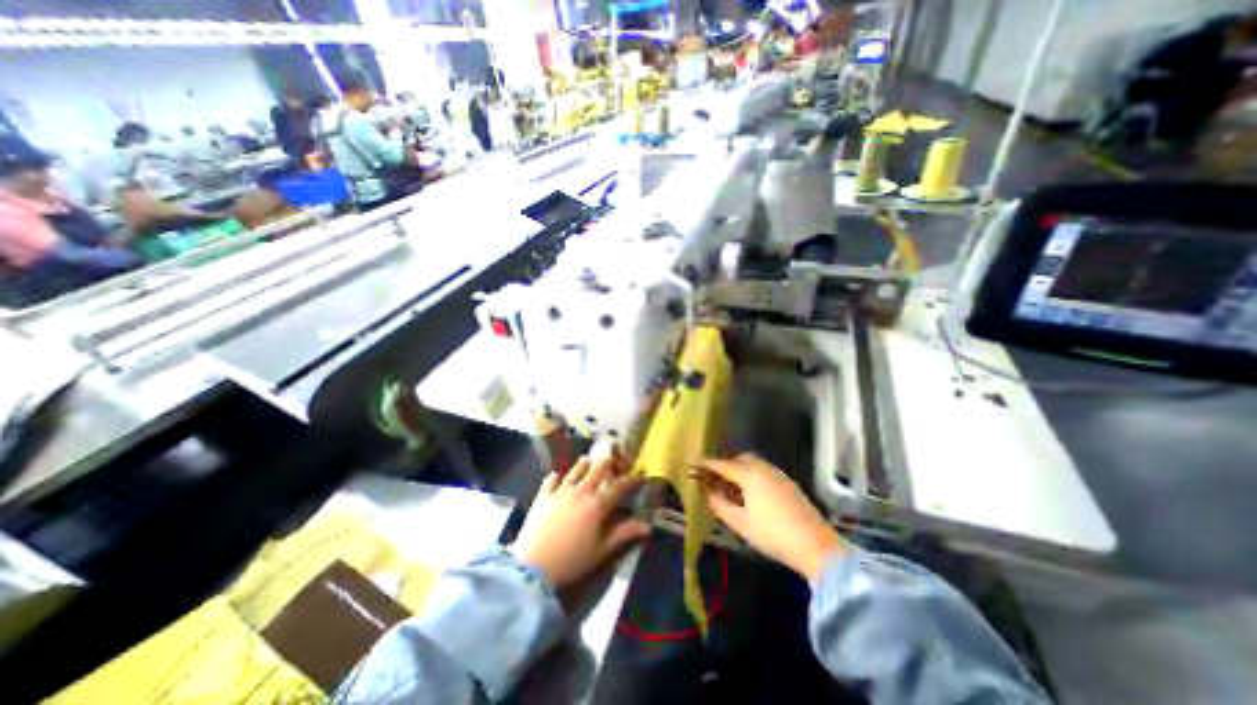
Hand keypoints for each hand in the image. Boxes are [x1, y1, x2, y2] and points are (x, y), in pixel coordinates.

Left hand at [508, 451, 647, 588]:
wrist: (532, 566)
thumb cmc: (572, 560)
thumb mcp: (601, 551)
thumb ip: (623, 534)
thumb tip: (647, 526)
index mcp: (597, 504)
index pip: (619, 486)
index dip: (632, 478)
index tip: (641, 470)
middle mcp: (581, 491)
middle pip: (598, 469)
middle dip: (609, 462)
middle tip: (615, 460)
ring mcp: (560, 491)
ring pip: (576, 470)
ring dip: (585, 464)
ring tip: (589, 460)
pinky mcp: (543, 496)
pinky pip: (550, 480)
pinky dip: (556, 477)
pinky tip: (556, 477)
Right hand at [691, 453, 848, 580]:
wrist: (815, 545)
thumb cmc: (772, 533)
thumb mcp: (740, 523)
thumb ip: (720, 505)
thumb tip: (708, 494)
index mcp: (749, 474)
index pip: (722, 465)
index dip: (706, 463)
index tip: (692, 461)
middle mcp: (763, 468)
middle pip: (739, 458)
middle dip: (725, 464)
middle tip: (714, 476)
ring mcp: (778, 474)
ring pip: (754, 463)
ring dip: (740, 468)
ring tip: (732, 484)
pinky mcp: (788, 483)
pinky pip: (764, 470)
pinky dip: (753, 474)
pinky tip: (752, 491)